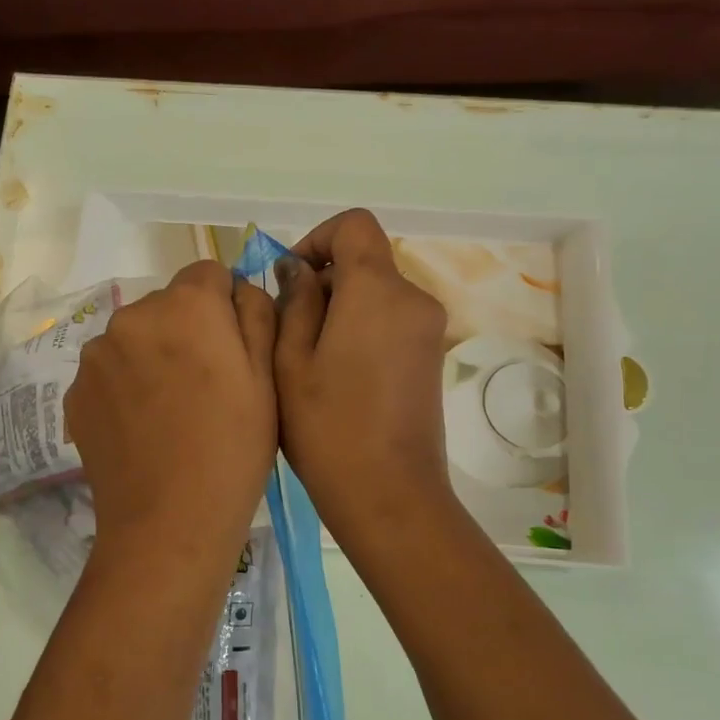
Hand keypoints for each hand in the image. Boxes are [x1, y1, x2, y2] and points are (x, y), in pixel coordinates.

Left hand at [65, 261, 276, 562]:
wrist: (169, 523)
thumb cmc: (233, 450)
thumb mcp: (268, 379)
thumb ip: (257, 314)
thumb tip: (239, 289)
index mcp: (186, 306)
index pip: (208, 273)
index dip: (226, 305)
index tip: (235, 348)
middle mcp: (132, 316)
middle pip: (168, 304)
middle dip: (188, 328)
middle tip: (207, 385)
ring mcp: (96, 355)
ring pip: (135, 336)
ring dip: (153, 355)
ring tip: (172, 410)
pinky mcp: (75, 392)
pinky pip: (110, 370)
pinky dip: (126, 385)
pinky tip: (143, 427)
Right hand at [274, 210, 456, 549]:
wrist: (390, 494)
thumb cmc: (327, 428)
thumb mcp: (290, 361)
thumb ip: (294, 303)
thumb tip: (298, 271)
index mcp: (377, 290)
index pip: (354, 225)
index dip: (317, 239)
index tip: (290, 280)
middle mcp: (413, 298)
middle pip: (365, 261)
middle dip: (324, 281)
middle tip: (287, 330)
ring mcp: (429, 329)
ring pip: (377, 293)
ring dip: (341, 308)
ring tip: (308, 359)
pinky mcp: (432, 357)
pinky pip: (392, 320)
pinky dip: (363, 328)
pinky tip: (339, 376)